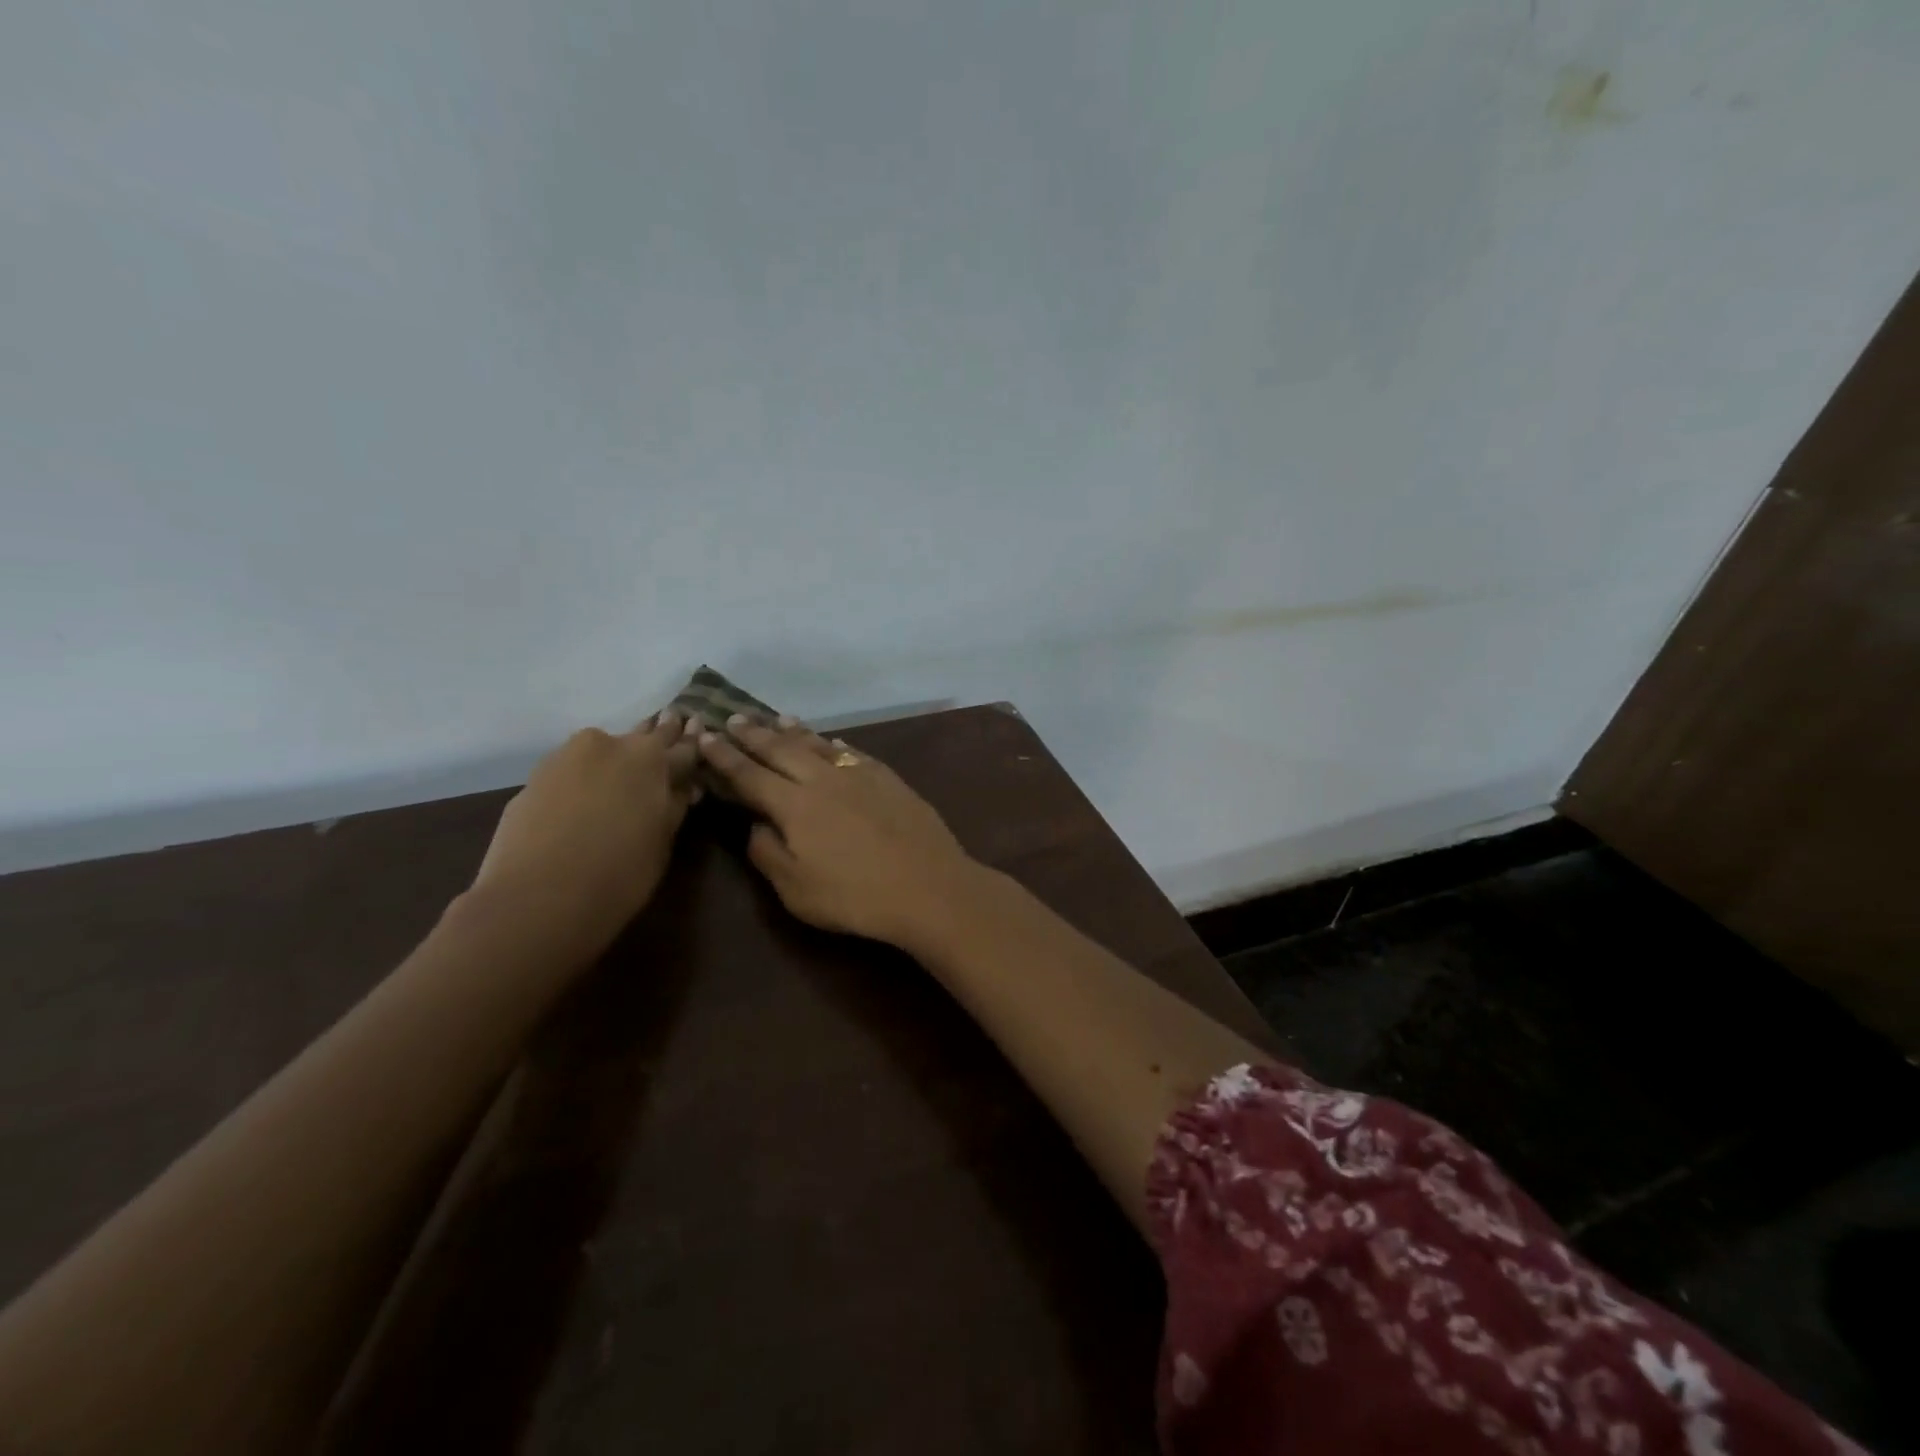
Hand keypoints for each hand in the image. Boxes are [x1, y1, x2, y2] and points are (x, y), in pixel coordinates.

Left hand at [470, 712, 701, 959]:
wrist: (536, 899)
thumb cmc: (619, 873)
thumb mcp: (663, 841)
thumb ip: (673, 804)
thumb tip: (683, 786)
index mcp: (651, 758)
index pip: (683, 745)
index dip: (693, 742)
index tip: (700, 729)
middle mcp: (610, 744)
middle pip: (641, 735)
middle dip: (657, 734)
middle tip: (670, 726)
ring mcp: (566, 757)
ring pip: (601, 749)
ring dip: (616, 756)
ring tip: (626, 767)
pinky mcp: (533, 777)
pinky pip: (571, 770)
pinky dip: (584, 776)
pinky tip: (586, 793)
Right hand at [696, 717, 981, 949]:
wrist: (928, 886)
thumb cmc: (855, 897)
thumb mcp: (795, 889)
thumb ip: (768, 852)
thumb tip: (755, 824)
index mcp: (794, 805)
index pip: (749, 775)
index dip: (725, 756)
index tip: (706, 737)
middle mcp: (823, 780)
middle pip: (781, 750)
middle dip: (754, 734)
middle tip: (735, 717)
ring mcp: (859, 775)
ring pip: (818, 745)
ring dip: (794, 731)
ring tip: (777, 718)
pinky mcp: (889, 779)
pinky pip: (853, 753)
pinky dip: (835, 745)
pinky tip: (831, 741)